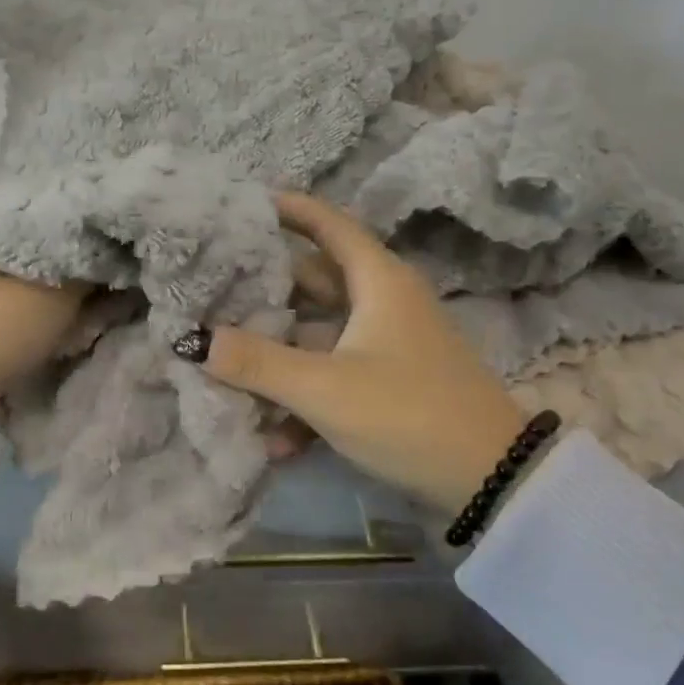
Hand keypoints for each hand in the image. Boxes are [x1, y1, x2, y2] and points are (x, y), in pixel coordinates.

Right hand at [182, 192, 527, 513]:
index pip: (329, 225)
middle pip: (314, 281)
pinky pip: (333, 375)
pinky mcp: (388, 384)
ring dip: (277, 351)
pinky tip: (272, 435)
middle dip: (265, 286)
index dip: (289, 209)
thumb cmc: (407, 413)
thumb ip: (257, 364)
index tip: (244, 202)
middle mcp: (383, 304)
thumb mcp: (325, 388)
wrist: (490, 481)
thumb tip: (193, 340)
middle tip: (213, 284)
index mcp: (378, 282)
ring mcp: (387, 346)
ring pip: (318, 334)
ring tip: (223, 359)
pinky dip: (303, 395)